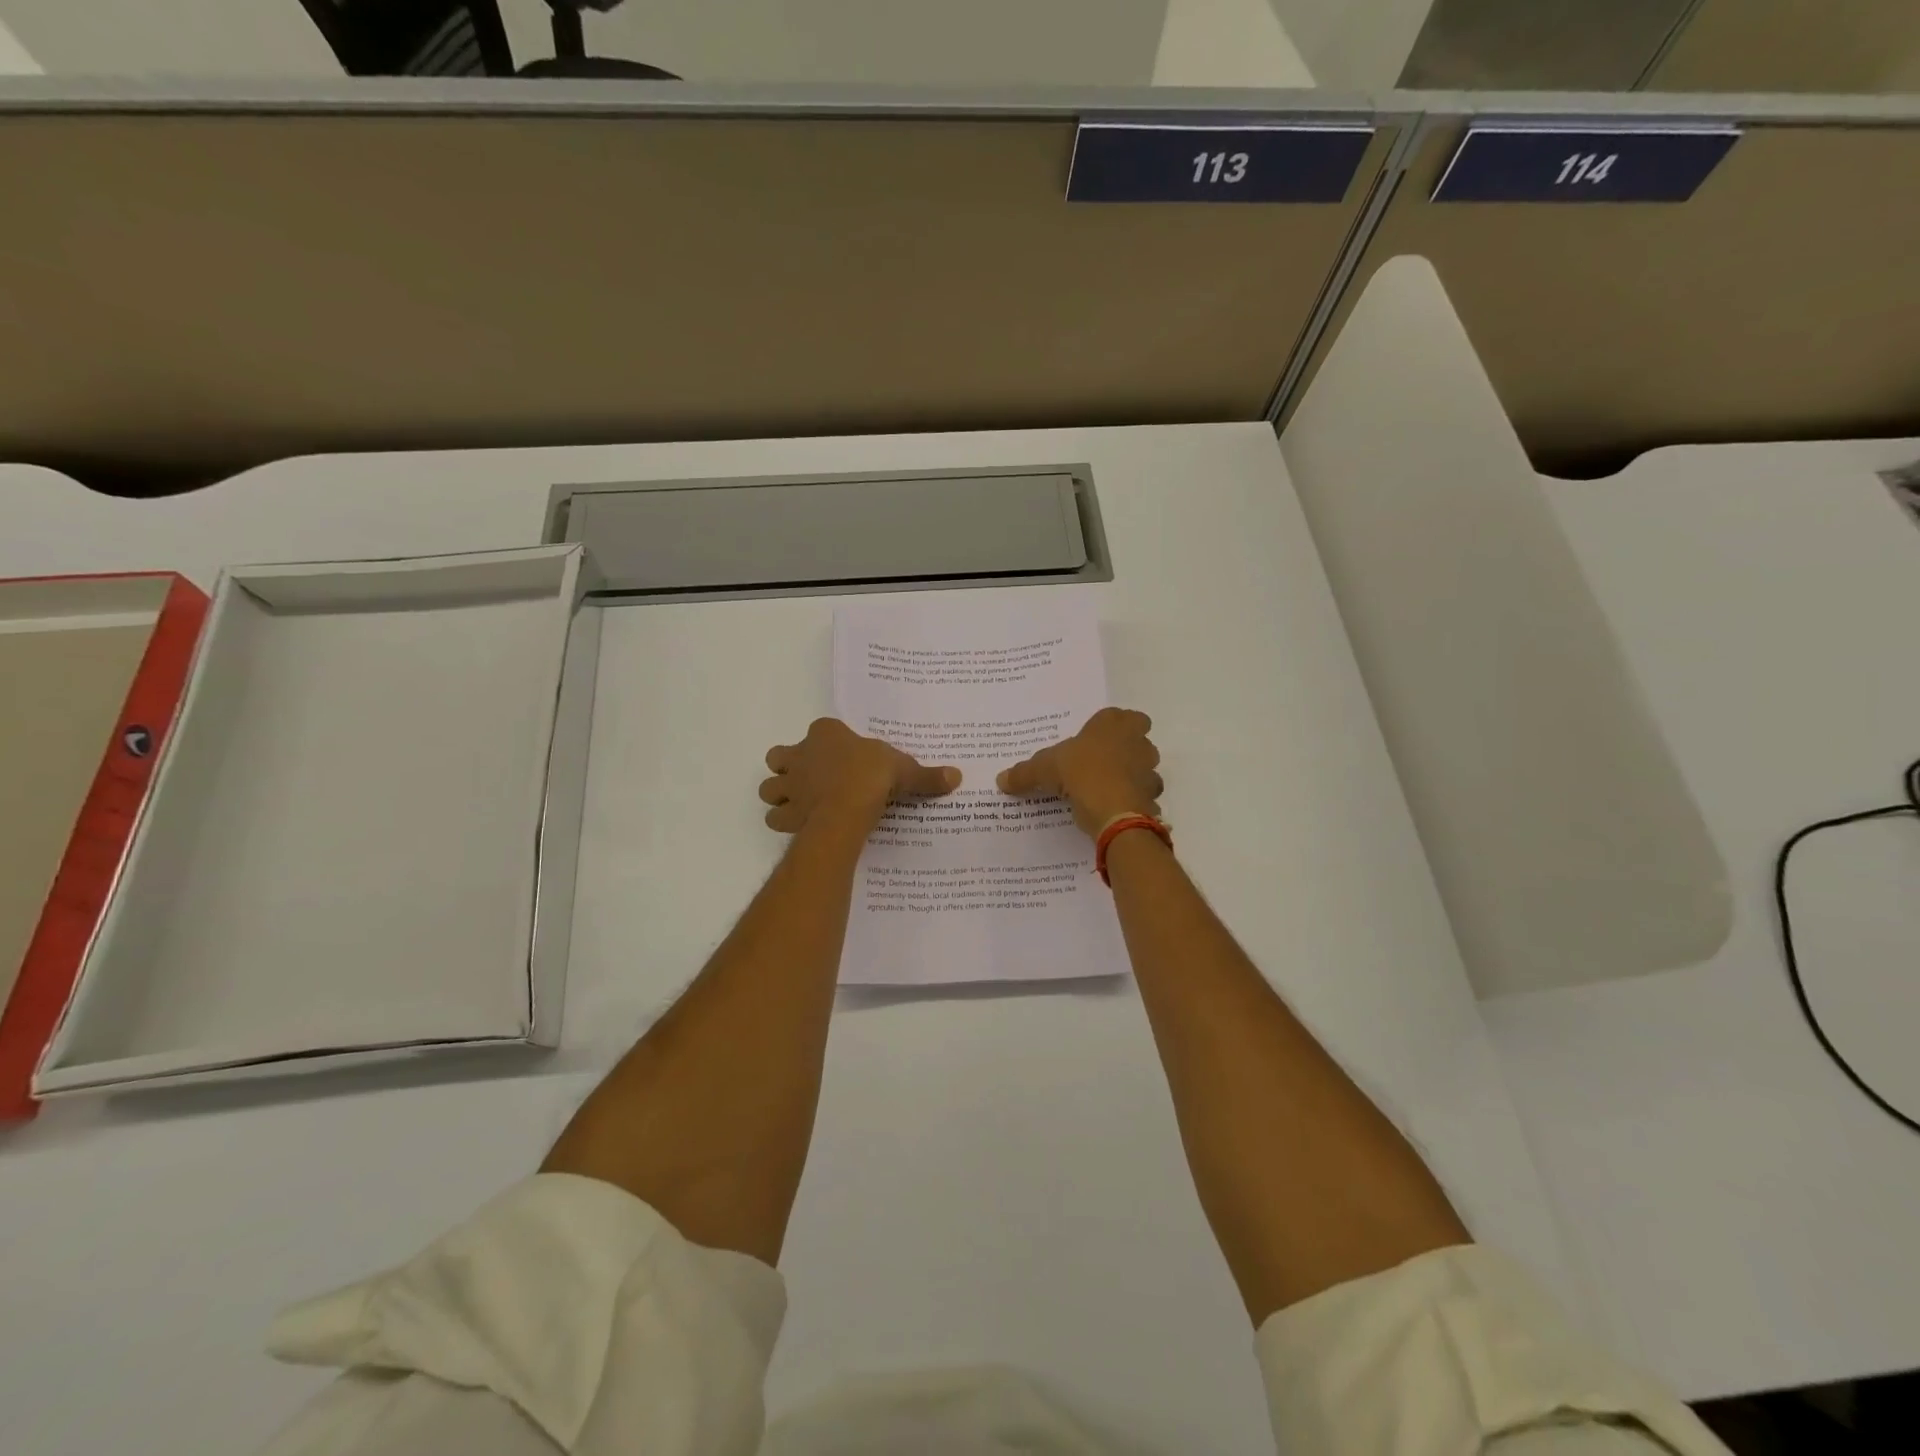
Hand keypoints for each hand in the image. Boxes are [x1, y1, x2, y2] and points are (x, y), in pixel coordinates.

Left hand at [760, 718, 959, 834]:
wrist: (847, 806)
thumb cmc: (873, 776)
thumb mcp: (906, 770)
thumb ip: (926, 775)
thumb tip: (956, 777)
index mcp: (826, 733)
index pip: (820, 730)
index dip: (827, 743)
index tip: (842, 757)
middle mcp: (801, 754)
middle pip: (780, 756)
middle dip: (789, 766)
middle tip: (810, 779)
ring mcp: (789, 783)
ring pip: (769, 786)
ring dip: (780, 793)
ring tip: (800, 803)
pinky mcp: (786, 812)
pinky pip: (775, 816)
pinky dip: (784, 820)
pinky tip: (800, 825)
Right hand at [997, 707, 1162, 836]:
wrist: (1115, 811)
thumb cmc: (1081, 773)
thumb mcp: (1044, 769)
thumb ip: (1024, 772)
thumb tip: (1001, 779)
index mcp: (1114, 724)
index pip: (1124, 716)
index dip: (1112, 727)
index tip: (1096, 740)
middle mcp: (1138, 741)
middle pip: (1138, 740)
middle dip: (1125, 750)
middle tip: (1101, 763)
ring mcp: (1149, 770)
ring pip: (1145, 768)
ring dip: (1132, 776)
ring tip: (1107, 789)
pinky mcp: (1152, 797)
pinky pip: (1144, 796)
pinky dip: (1133, 801)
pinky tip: (1114, 809)